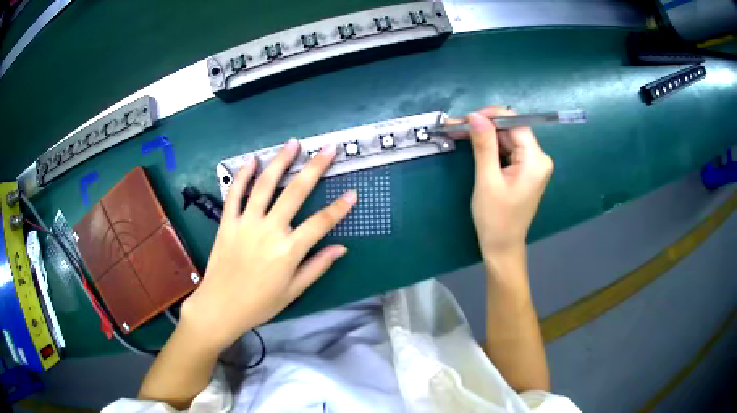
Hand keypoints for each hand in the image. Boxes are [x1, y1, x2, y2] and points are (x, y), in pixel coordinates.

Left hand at [180, 139, 355, 352]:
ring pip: (265, 185)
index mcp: (289, 251)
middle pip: (296, 193)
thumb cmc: (260, 303)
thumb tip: (341, 249)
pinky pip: (234, 194)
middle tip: (328, 149)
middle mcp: (269, 230)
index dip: (339, 208)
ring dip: (280, 162)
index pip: (321, 223)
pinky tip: (253, 161)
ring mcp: (246, 223)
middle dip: (315, 168)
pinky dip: (243, 175)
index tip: (353, 193)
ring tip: (293, 144)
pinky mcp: (227, 222)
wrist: (221, 307)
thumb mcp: (294, 291)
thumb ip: (317, 267)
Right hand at [453, 108, 552, 263]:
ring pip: (508, 139)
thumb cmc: (495, 218)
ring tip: (460, 132)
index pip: (516, 124)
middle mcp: (539, 159)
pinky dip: (491, 147)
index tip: (466, 118)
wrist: (502, 247)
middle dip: (485, 126)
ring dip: (485, 136)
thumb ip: (484, 145)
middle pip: (512, 131)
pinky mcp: (525, 171)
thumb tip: (475, 116)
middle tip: (456, 125)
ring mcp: (533, 165)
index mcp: (535, 160)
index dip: (491, 116)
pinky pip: (508, 151)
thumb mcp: (487, 180)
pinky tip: (474, 145)